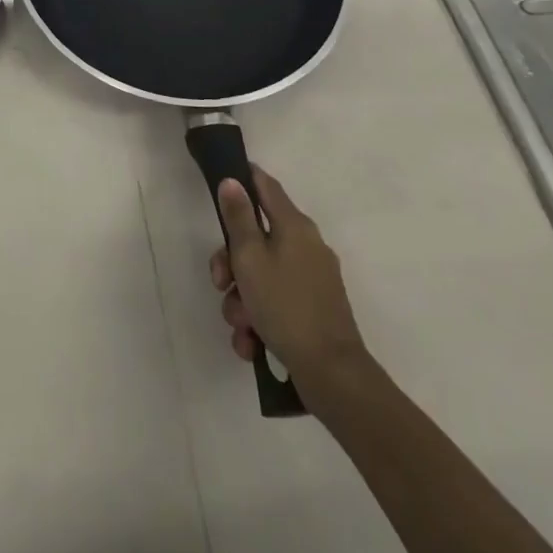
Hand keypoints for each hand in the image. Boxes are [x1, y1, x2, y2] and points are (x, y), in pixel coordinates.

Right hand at [211, 166, 370, 398]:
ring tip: (240, 326)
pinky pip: (276, 303)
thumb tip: (232, 181)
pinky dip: (259, 320)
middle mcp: (306, 246)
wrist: (332, 375)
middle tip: (221, 283)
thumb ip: (238, 218)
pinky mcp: (313, 311)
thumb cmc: (285, 306)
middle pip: (256, 238)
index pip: (265, 185)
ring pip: (261, 276)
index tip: (220, 184)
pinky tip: (251, 343)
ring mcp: (312, 280)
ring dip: (242, 299)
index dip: (242, 178)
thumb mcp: (250, 258)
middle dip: (231, 263)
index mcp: (294, 226)